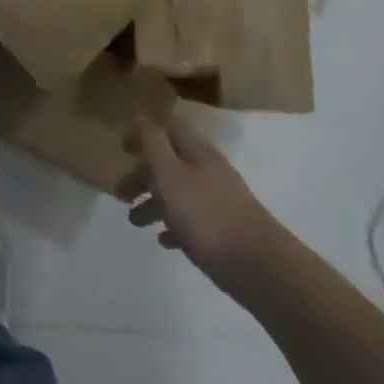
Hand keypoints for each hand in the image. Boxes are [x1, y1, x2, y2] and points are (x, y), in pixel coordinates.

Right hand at [120, 121, 278, 294]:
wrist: (261, 268)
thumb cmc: (206, 216)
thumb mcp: (170, 174)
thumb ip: (153, 144)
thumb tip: (140, 115)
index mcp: (197, 152)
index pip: (167, 130)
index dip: (144, 134)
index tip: (122, 148)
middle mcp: (209, 171)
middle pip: (170, 163)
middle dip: (143, 174)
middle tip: (121, 193)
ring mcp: (220, 202)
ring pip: (179, 193)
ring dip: (155, 203)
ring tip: (135, 221)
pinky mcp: (227, 232)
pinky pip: (193, 221)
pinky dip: (174, 226)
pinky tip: (164, 241)